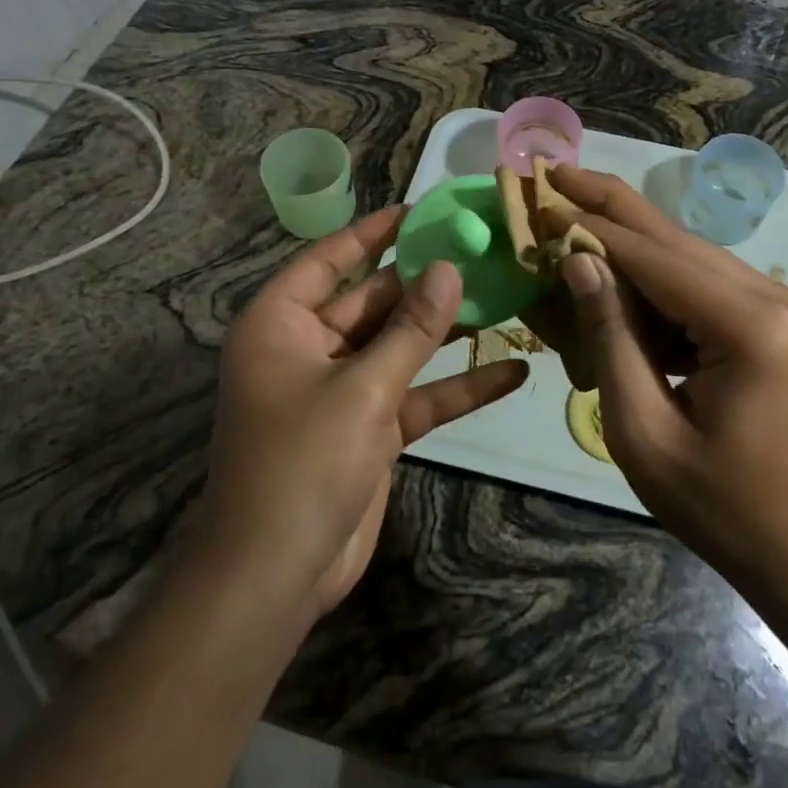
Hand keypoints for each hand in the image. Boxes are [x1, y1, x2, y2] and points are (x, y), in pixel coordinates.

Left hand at [196, 207, 528, 616]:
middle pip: (373, 301)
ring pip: (400, 346)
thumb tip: (448, 268)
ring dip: (448, 331)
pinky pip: (416, 394)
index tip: (420, 211)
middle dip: (425, 282)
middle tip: (482, 251)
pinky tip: (512, 372)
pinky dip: (457, 387)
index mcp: (282, 325)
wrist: (275, 576)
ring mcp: (342, 389)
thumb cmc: (301, 464)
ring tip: (506, 297)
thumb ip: (411, 330)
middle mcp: (309, 348)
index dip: (372, 232)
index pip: (328, 259)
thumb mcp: (363, 389)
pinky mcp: (369, 427)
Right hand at [546, 165, 787, 592]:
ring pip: (688, 255)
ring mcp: (784, 304)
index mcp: (750, 327)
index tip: (541, 198)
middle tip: (554, 173)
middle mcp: (776, 297)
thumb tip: (578, 260)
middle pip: (674, 239)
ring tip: (571, 218)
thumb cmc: (722, 507)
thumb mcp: (644, 432)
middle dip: (609, 206)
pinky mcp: (779, 318)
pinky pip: (704, 284)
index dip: (591, 226)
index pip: (652, 257)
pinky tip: (615, 277)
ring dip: (628, 242)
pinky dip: (656, 279)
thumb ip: (610, 338)